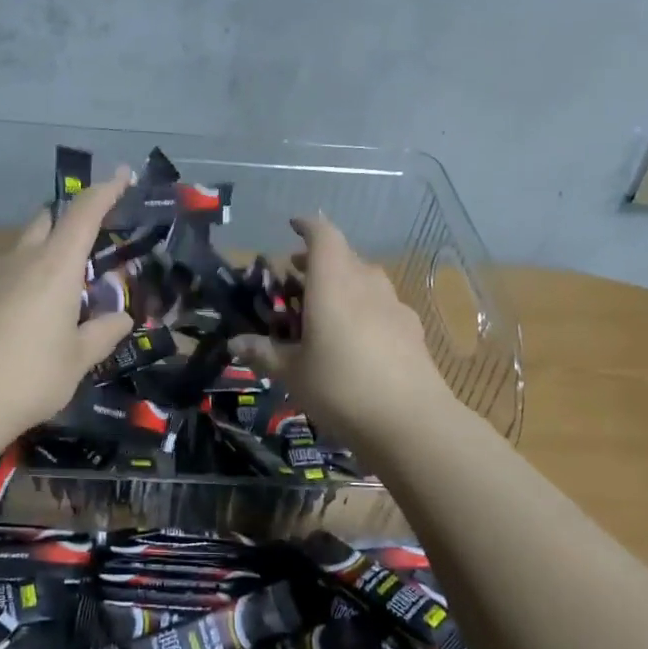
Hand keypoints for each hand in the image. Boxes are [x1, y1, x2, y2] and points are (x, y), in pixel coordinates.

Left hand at [0, 172, 134, 440]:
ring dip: (49, 251)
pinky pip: (9, 271)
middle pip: (48, 219)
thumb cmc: (30, 376)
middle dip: (72, 221)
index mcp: (56, 266)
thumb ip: (103, 332)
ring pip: (26, 245)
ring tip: (68, 286)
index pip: (84, 213)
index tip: (123, 174)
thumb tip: (122, 317)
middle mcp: (23, 259)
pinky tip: (35, 310)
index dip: (106, 190)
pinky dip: (29, 275)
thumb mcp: (79, 359)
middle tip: (95, 244)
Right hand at [244, 213, 455, 451]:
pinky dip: (364, 307)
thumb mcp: (292, 373)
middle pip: (344, 256)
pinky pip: (382, 305)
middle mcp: (366, 284)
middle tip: (296, 278)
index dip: (307, 226)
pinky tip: (357, 336)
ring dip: (343, 283)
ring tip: (324, 307)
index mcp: (334, 284)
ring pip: (365, 279)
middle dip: (319, 260)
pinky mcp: (412, 329)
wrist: (411, 422)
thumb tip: (235, 343)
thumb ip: (264, 353)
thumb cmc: (341, 388)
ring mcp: (394, 306)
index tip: (293, 226)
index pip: (323, 236)